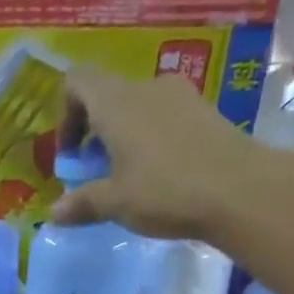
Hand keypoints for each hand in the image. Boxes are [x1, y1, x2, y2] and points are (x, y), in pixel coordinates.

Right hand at [48, 66, 273, 241]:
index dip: (66, 113)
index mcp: (116, 103)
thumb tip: (54, 212)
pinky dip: (150, 139)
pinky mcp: (204, 111)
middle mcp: (146, 88)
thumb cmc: (165, 191)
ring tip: (126, 177)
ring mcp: (179, 96)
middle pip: (107, 96)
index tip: (70, 153)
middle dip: (93, 132)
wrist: (240, 189)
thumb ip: (82, 203)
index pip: (78, 81)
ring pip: (136, 107)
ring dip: (122, 137)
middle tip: (93, 172)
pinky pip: (163, 117)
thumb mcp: (115, 203)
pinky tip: (157, 175)